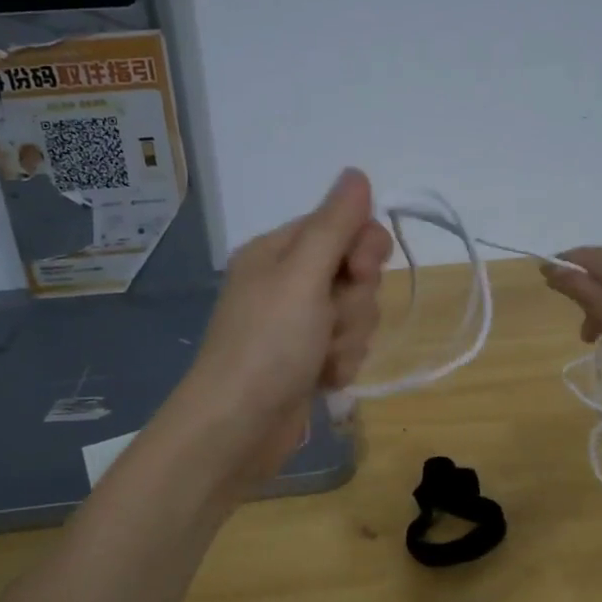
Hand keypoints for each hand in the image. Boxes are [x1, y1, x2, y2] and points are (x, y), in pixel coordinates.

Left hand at [165, 169, 392, 487]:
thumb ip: (335, 225)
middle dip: (354, 304)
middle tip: (330, 325)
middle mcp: (287, 282)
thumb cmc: (268, 345)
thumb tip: (356, 172)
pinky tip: (322, 380)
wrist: (237, 428)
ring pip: (356, 314)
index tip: (361, 273)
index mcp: (279, 252)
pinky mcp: (306, 360)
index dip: (364, 249)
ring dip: (349, 339)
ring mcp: (297, 324)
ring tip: (322, 360)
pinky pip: (346, 348)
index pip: (344, 226)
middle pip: (355, 273)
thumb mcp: (303, 276)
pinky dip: (341, 364)